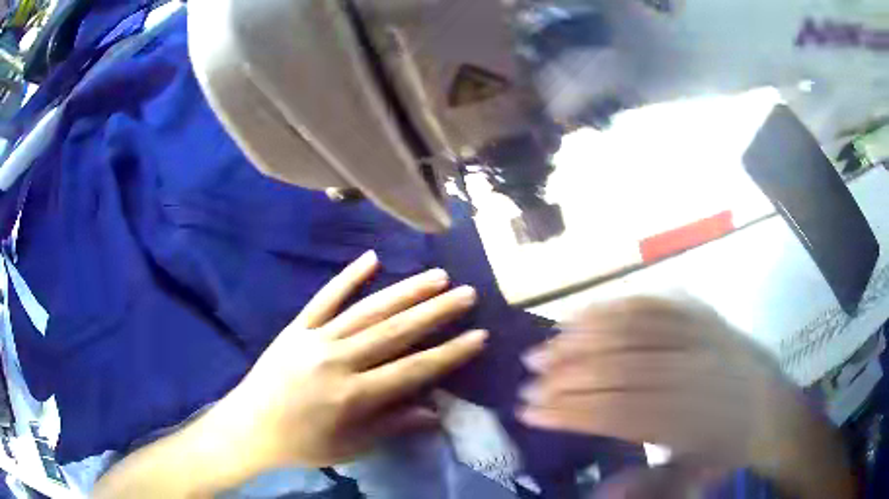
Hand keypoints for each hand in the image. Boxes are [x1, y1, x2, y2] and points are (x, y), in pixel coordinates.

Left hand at [209, 251, 486, 470]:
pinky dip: (348, 277)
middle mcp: (337, 361)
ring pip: (367, 311)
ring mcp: (315, 339)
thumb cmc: (303, 443)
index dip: (449, 354)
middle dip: (435, 312)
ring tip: (437, 276)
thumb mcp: (351, 446)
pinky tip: (372, 259)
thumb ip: (393, 426)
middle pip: (395, 332)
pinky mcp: (297, 327)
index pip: (412, 370)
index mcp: (353, 396)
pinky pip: (325, 298)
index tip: (478, 335)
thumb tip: (435, 411)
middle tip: (466, 294)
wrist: (250, 426)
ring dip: (404, 292)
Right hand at [518, 297, 853, 497]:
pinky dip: (615, 308)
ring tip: (545, 348)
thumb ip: (646, 487)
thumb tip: (596, 491)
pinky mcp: (705, 315)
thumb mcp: (692, 480)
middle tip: (527, 381)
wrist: (774, 410)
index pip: (620, 412)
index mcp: (696, 420)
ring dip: (583, 339)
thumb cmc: (728, 450)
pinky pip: (655, 303)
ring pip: (635, 331)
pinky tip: (585, 315)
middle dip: (567, 376)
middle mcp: (698, 373)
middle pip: (623, 369)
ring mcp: (703, 336)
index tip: (530, 412)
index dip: (571, 412)